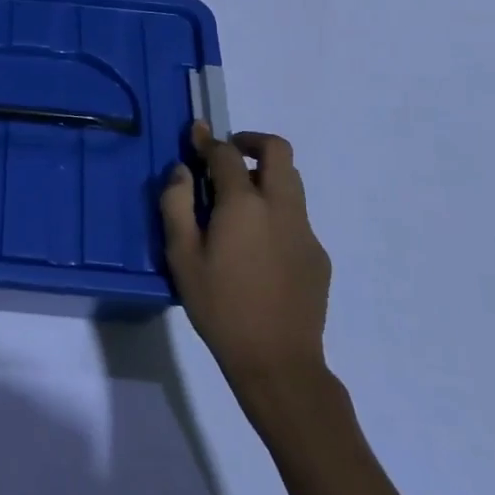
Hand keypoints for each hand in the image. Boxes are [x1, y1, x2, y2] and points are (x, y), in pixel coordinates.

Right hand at [160, 123, 331, 397]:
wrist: (278, 361)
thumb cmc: (220, 306)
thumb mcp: (182, 256)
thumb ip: (177, 205)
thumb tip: (181, 172)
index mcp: (245, 204)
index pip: (227, 154)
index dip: (208, 140)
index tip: (195, 133)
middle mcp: (281, 207)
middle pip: (277, 151)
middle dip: (251, 141)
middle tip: (227, 154)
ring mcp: (305, 231)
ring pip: (292, 182)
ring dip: (265, 175)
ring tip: (237, 201)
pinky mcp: (318, 255)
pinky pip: (296, 216)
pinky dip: (275, 210)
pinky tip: (256, 246)